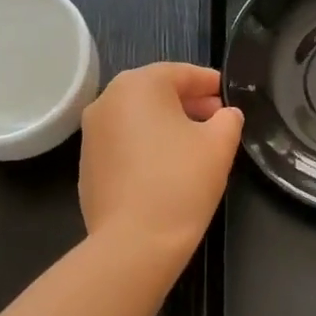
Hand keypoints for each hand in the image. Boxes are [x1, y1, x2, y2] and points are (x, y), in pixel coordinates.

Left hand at [79, 63, 242, 258]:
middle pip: (156, 92)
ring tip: (195, 144)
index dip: (209, 83)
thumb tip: (226, 114)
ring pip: (138, 117)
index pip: (181, 73)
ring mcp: (91, 134)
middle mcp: (107, 101)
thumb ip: (228, 119)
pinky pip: (123, 142)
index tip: (228, 95)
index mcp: (138, 85)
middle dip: (188, 102)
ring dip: (167, 123)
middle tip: (217, 119)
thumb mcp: (219, 144)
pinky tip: (167, 167)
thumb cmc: (180, 182)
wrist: (133, 243)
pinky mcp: (86, 164)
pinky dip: (146, 145)